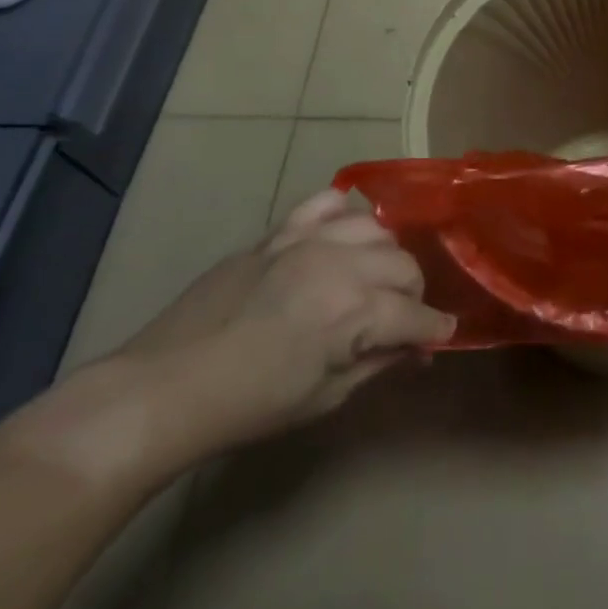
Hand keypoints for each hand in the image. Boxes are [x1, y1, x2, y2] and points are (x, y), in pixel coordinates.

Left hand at [111, 188, 453, 462]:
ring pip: (375, 229)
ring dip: (386, 255)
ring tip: (375, 278)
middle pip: (404, 266)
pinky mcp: (279, 231)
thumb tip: (416, 350)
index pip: (416, 314)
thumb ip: (378, 363)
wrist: (167, 386)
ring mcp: (308, 240)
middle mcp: (341, 265)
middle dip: (413, 294)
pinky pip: (326, 202)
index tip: (440, 336)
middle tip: (402, 319)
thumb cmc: (250, 406)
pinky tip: (347, 231)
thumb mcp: (324, 397)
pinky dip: (345, 212)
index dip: (434, 328)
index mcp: (355, 312)